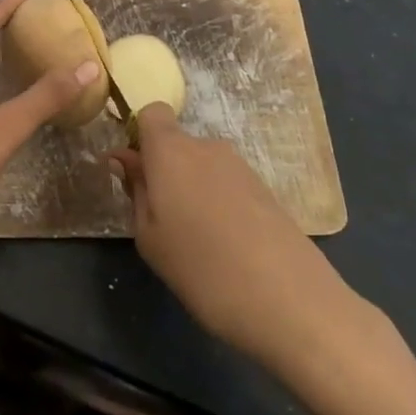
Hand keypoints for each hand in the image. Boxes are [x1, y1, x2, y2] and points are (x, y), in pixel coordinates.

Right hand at [111, 104, 365, 370]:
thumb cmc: (202, 267)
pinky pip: (228, 185)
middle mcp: (206, 147)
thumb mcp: (150, 237)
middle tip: (162, 220)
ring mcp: (241, 167)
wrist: (290, 301)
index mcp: (171, 150)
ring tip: (197, 241)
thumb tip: (125, 160)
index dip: (141, 135)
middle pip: (178, 145)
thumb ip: (136, 191)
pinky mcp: (266, 190)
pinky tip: (226, 247)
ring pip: (203, 167)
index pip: (152, 113)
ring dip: (193, 190)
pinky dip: (220, 205)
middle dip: (166, 171)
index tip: (136, 171)